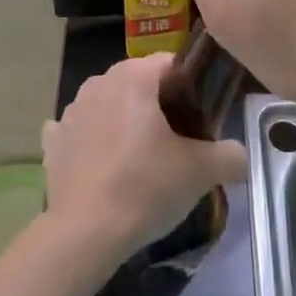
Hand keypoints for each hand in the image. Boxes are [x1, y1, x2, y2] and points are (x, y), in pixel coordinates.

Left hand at [42, 53, 247, 257]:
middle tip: (178, 143)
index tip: (201, 118)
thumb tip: (241, 154)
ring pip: (109, 105)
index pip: (170, 63)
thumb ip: (230, 155)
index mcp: (133, 76)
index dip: (190, 87)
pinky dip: (92, 141)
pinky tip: (102, 164)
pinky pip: (80, 130)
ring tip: (141, 160)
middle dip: (158, 105)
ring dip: (124, 122)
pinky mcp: (54, 140)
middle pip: (139, 83)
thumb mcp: (200, 171)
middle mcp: (99, 81)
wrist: (86, 232)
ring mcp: (71, 110)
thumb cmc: (145, 187)